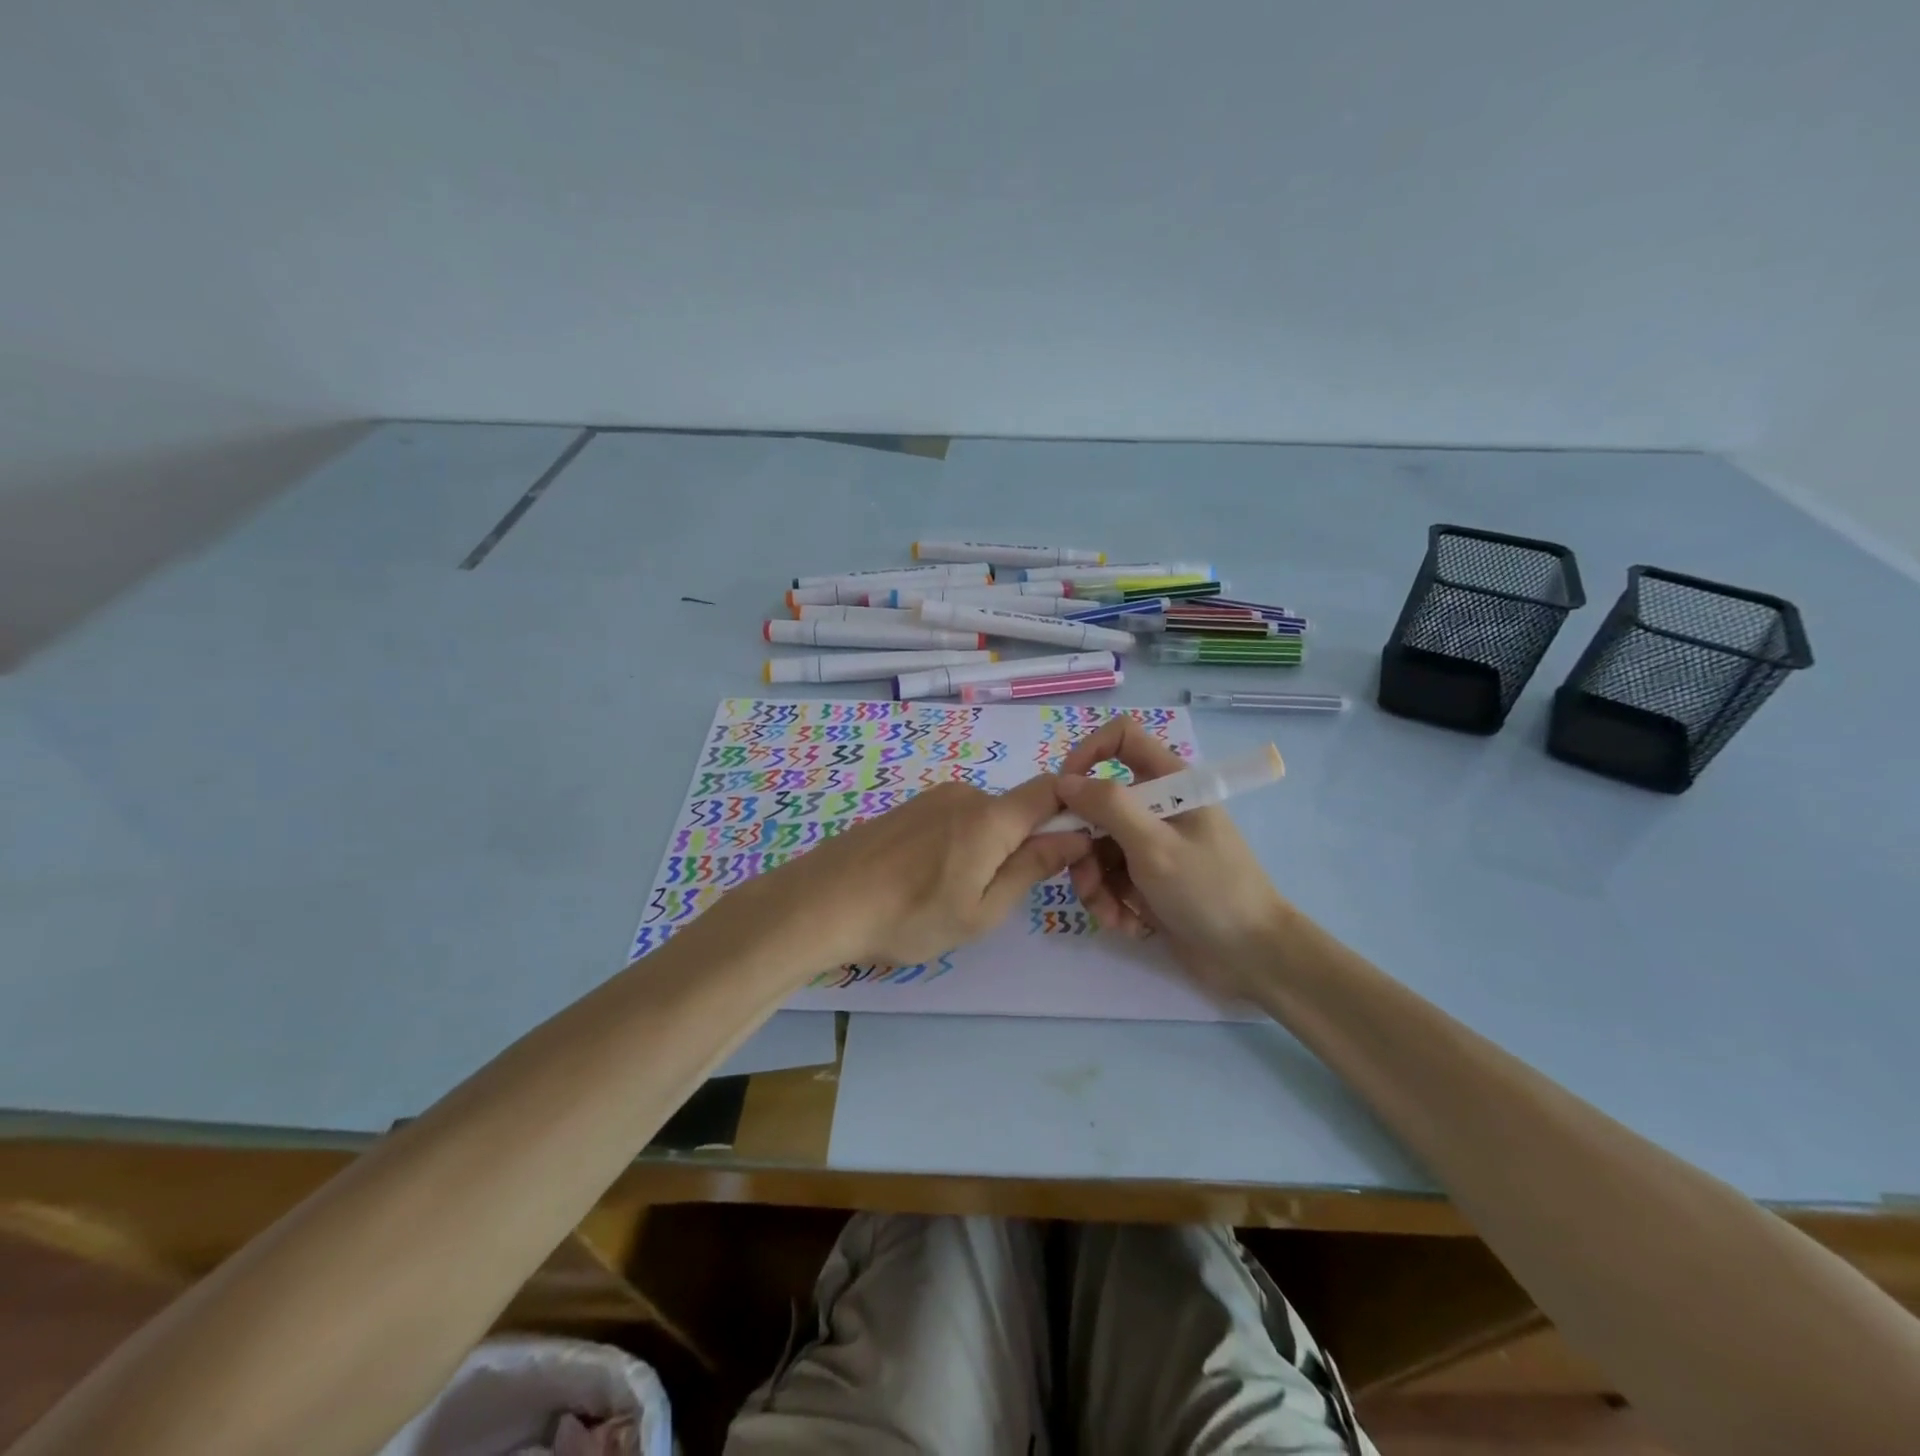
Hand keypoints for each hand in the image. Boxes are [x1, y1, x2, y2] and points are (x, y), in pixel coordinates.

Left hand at [739, 776, 1091, 971]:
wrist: (822, 903)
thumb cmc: (909, 916)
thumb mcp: (981, 910)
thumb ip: (1031, 869)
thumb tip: (1075, 837)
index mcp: (991, 817)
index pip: (1051, 791)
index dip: (1074, 810)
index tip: (1073, 850)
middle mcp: (965, 794)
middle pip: (1015, 809)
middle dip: (1023, 845)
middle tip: (997, 897)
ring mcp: (931, 799)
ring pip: (982, 819)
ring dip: (986, 849)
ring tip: (951, 895)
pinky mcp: (906, 809)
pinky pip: (951, 820)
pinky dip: (956, 846)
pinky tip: (925, 881)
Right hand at [1054, 719, 1293, 999]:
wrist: (1254, 958)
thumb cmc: (1209, 890)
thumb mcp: (1155, 845)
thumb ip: (1108, 806)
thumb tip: (1063, 781)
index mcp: (1170, 783)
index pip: (1121, 738)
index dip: (1087, 753)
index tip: (1065, 792)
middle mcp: (1158, 808)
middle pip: (1097, 806)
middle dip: (1083, 845)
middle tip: (1084, 877)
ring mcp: (1152, 846)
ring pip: (1098, 848)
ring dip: (1095, 883)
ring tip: (1111, 913)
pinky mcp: (1148, 882)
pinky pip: (1111, 880)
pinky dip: (1112, 902)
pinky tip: (1129, 924)